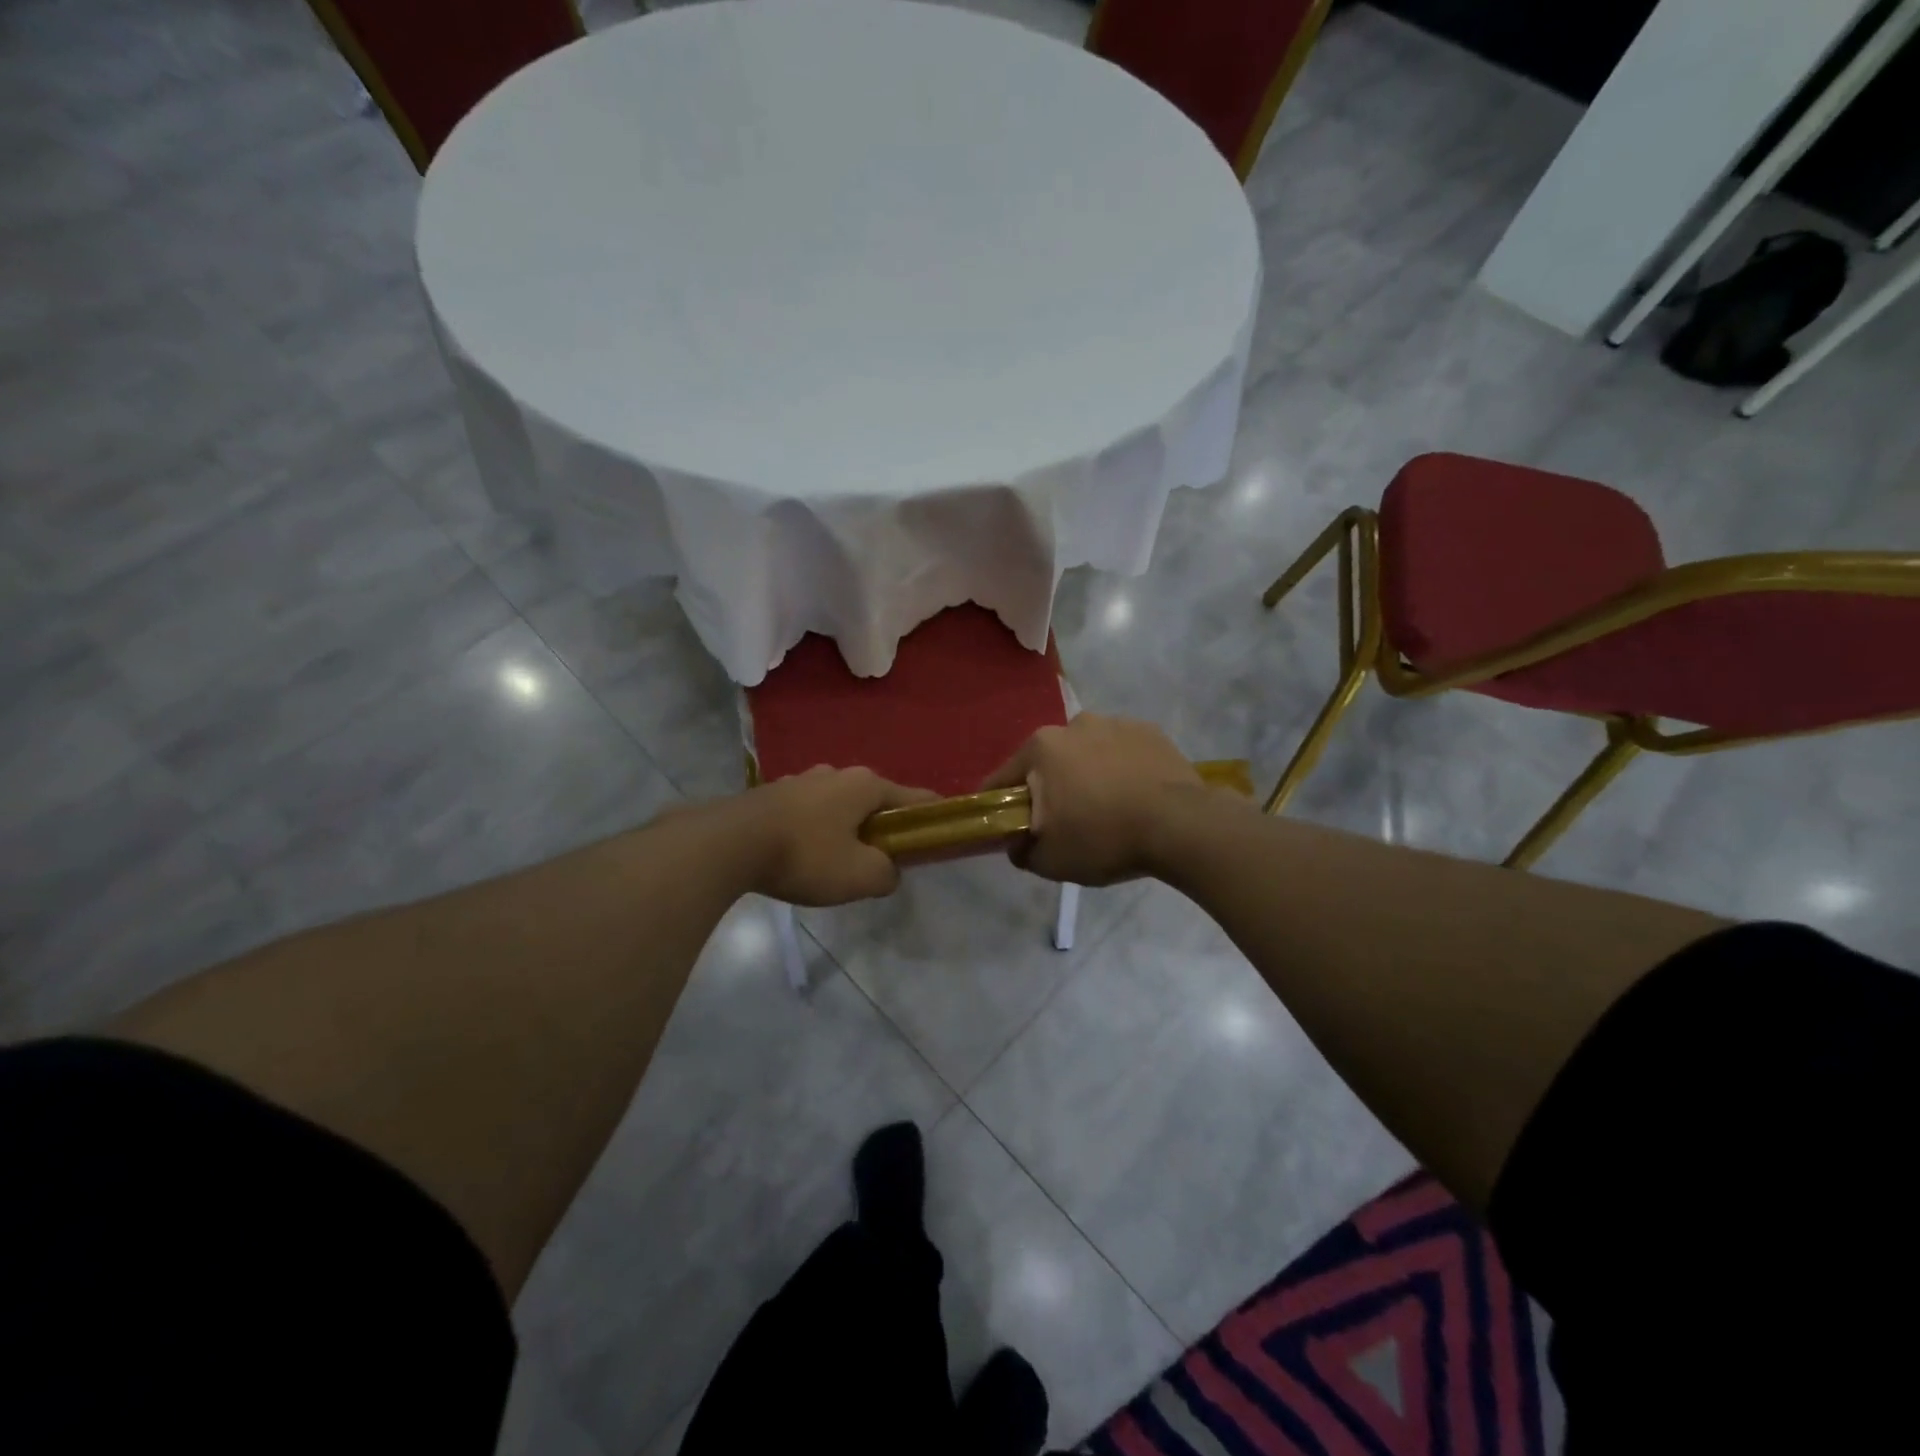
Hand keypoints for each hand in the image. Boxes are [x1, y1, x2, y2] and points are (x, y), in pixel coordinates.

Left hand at [732, 766, 935, 906]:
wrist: (728, 844)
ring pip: (839, 806)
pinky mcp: (773, 794)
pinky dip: (816, 831)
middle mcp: (837, 773)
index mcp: (866, 784)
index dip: (931, 818)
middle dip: (883, 829)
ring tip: (838, 862)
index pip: (915, 798)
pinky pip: (809, 812)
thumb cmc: (805, 855)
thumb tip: (888, 871)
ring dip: (846, 829)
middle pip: (875, 802)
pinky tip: (803, 855)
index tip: (937, 839)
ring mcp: (802, 780)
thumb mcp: (859, 876)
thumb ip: (887, 874)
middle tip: (880, 862)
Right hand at [981, 714, 1209, 885]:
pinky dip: (1122, 769)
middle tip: (1066, 822)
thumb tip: (1018, 842)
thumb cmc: (1104, 838)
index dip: (1000, 805)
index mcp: (1041, 748)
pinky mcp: (1150, 731)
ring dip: (1088, 774)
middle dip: (1050, 787)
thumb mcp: (1049, 861)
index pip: (1003, 779)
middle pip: (1048, 762)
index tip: (1009, 826)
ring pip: (1087, 753)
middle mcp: (1074, 725)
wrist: (1181, 826)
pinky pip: (1123, 752)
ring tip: (1108, 808)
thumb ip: (1021, 850)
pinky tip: (1135, 796)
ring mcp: (1115, 723)